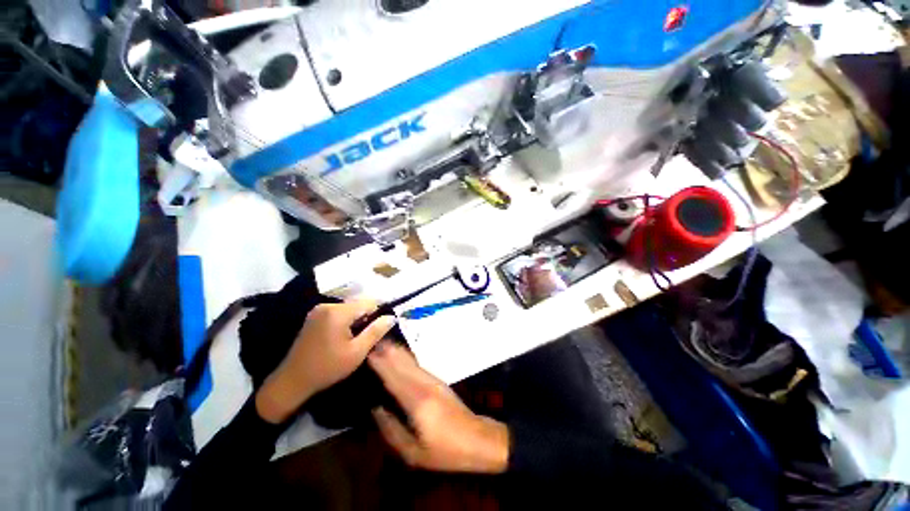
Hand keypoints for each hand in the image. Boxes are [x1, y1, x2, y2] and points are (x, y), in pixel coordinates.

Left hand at [256, 300, 395, 423]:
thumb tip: (392, 317)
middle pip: (358, 304)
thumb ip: (376, 332)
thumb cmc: (327, 368)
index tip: (380, 329)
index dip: (378, 314)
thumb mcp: (357, 352)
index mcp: (338, 312)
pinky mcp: (314, 316)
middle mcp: (328, 305)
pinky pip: (338, 312)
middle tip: (365, 338)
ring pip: (349, 308)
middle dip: (366, 317)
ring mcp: (319, 310)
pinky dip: (345, 321)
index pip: (369, 302)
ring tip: (355, 339)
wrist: (292, 381)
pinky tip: (343, 337)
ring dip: (356, 320)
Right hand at [368, 342, 508, 473]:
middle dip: (388, 352)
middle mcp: (425, 385)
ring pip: (412, 362)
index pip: (394, 379)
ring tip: (384, 343)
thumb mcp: (413, 453)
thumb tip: (376, 410)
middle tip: (373, 341)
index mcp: (417, 402)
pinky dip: (408, 358)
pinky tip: (402, 355)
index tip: (368, 352)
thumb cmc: (444, 450)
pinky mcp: (439, 381)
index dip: (381, 364)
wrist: (476, 438)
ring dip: (398, 352)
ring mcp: (434, 381)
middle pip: (403, 365)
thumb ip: (392, 430)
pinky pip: (419, 366)